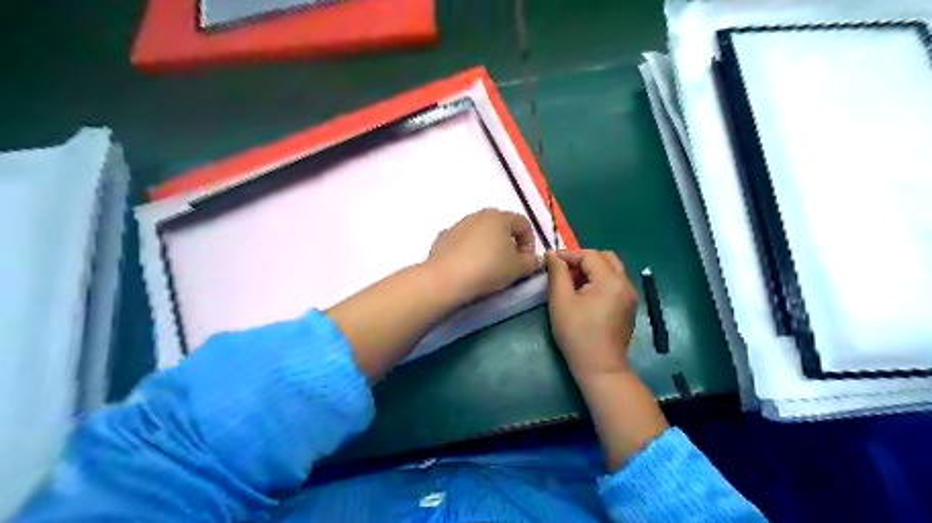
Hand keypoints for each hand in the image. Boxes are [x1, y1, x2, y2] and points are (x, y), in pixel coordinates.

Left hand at [426, 208, 535, 306]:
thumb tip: (535, 260)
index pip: (523, 223)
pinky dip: (468, 250)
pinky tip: (468, 267)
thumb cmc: (488, 269)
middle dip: (508, 242)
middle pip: (501, 225)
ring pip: (480, 232)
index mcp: (500, 217)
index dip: (530, 243)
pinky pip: (462, 241)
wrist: (446, 279)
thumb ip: (531, 262)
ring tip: (487, 267)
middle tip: (509, 263)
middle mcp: (479, 215)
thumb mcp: (518, 269)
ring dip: (488, 245)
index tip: (526, 262)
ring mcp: (459, 225)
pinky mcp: (443, 238)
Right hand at [549, 250, 641, 377]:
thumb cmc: (577, 334)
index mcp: (611, 281)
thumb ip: (557, 273)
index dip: (569, 255)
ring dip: (592, 269)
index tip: (551, 262)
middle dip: (583, 259)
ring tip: (573, 283)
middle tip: (564, 271)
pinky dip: (600, 280)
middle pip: (605, 257)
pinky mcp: (629, 306)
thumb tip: (552, 254)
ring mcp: (630, 295)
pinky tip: (585, 295)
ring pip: (612, 269)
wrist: (600, 368)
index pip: (590, 255)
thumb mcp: (561, 301)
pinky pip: (615, 282)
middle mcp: (626, 283)